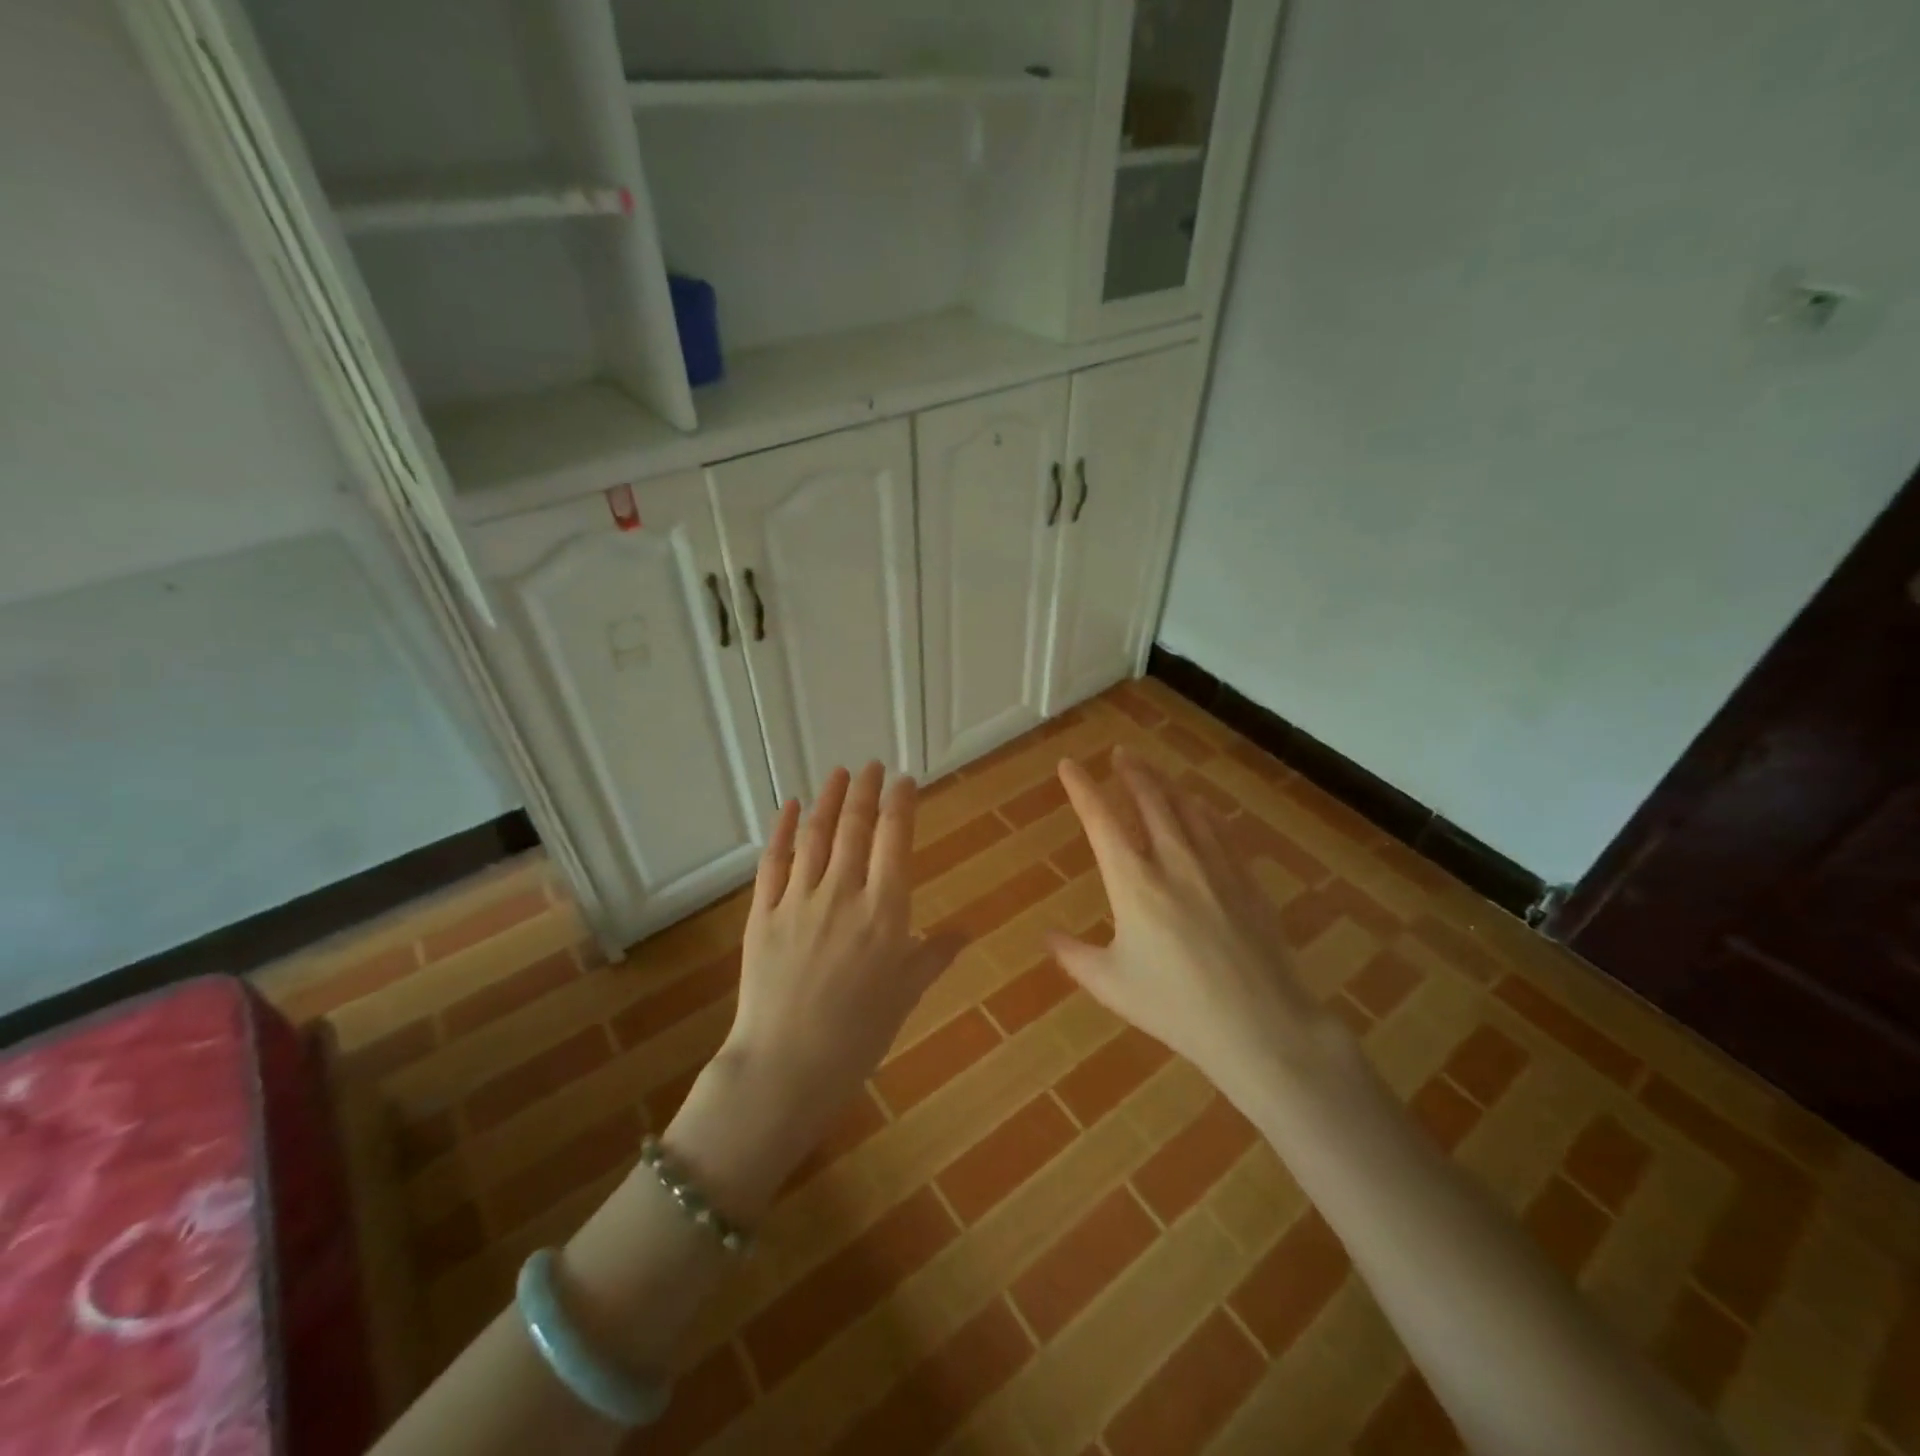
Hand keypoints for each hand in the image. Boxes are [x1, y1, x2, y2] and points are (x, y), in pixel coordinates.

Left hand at [665, 763, 964, 1218]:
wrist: (785, 1067)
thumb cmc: (858, 1036)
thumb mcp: (906, 995)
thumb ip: (934, 955)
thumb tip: (967, 930)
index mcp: (885, 912)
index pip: (894, 840)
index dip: (900, 803)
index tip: (904, 779)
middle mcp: (843, 894)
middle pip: (855, 827)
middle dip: (865, 790)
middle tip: (872, 766)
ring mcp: (798, 900)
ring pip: (815, 835)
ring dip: (828, 799)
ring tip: (838, 773)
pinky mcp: (762, 913)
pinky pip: (773, 862)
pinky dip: (783, 830)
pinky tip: (789, 806)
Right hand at [1049, 747, 1343, 1109]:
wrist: (1260, 1026)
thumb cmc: (1175, 1008)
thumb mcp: (1111, 985)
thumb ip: (1073, 955)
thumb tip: (1047, 936)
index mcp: (1133, 883)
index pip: (1100, 820)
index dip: (1082, 788)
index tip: (1069, 765)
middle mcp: (1172, 861)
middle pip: (1149, 800)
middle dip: (1131, 772)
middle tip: (1119, 754)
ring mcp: (1214, 867)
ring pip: (1186, 808)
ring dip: (1165, 783)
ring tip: (1151, 770)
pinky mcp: (1245, 880)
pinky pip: (1220, 830)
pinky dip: (1202, 809)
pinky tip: (1199, 805)